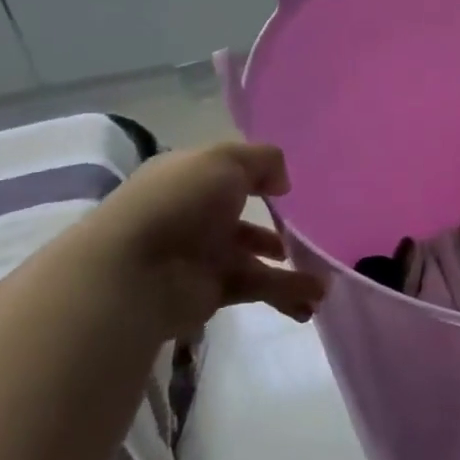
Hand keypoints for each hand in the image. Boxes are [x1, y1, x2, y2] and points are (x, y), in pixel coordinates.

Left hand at [83, 142, 326, 337]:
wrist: (133, 273)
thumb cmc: (178, 203)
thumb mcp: (224, 160)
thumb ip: (263, 161)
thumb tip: (281, 183)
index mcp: (192, 179)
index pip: (228, 175)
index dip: (258, 178)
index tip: (290, 188)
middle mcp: (197, 216)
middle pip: (244, 220)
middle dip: (280, 229)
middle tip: (314, 235)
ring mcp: (204, 256)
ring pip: (257, 258)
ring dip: (292, 268)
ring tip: (326, 278)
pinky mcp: (212, 292)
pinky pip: (258, 288)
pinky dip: (287, 293)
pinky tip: (313, 298)